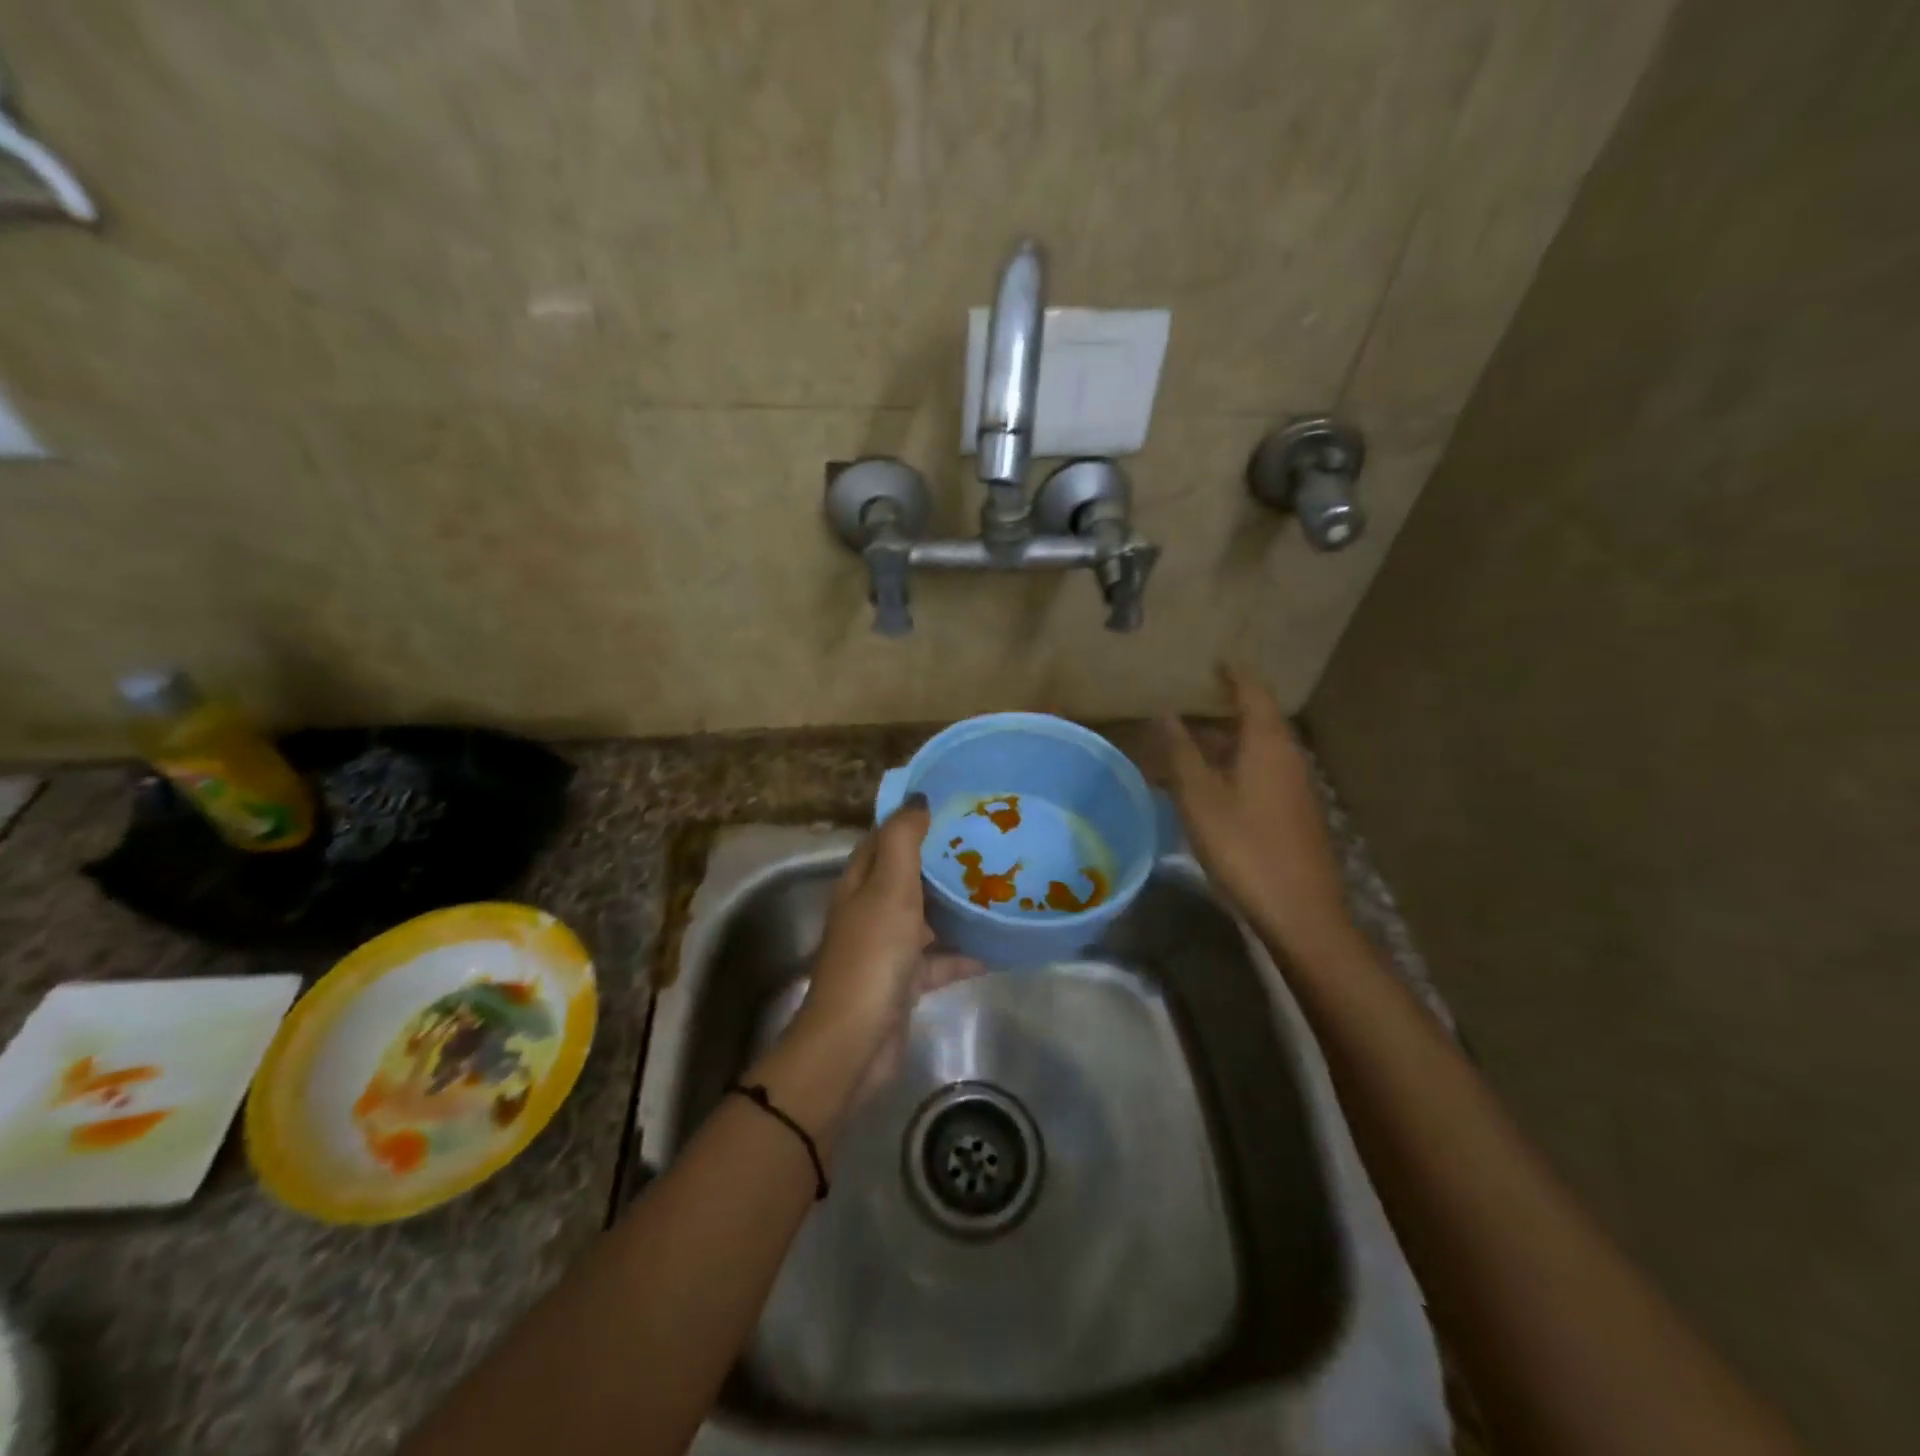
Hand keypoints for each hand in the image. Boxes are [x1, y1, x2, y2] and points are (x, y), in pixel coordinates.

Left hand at [781, 796, 979, 1103]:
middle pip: (908, 876)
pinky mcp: (904, 981)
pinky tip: (997, 948)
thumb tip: (918, 799)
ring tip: (998, 889)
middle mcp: (870, 910)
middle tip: (987, 844)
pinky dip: (963, 954)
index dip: (912, 820)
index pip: (885, 838)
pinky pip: (939, 959)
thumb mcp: (889, 887)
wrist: (856, 1040)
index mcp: (860, 882)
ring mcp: (887, 947)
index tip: (952, 805)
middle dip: (942, 861)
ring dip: (956, 906)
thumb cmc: (873, 954)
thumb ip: (903, 840)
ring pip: (926, 917)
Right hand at [1157, 666, 1359, 961]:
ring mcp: (1295, 788)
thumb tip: (1165, 713)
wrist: (1299, 911)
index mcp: (1268, 744)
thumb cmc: (1243, 846)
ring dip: (1224, 746)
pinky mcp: (1294, 814)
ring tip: (1187, 750)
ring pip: (1256, 753)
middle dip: (1221, 714)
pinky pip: (1260, 776)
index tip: (1216, 661)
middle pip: (1255, 723)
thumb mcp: (1200, 797)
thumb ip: (1180, 752)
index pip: (1253, 693)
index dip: (1234, 675)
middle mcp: (1287, 758)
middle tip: (1187, 709)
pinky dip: (1233, 770)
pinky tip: (1208, 791)